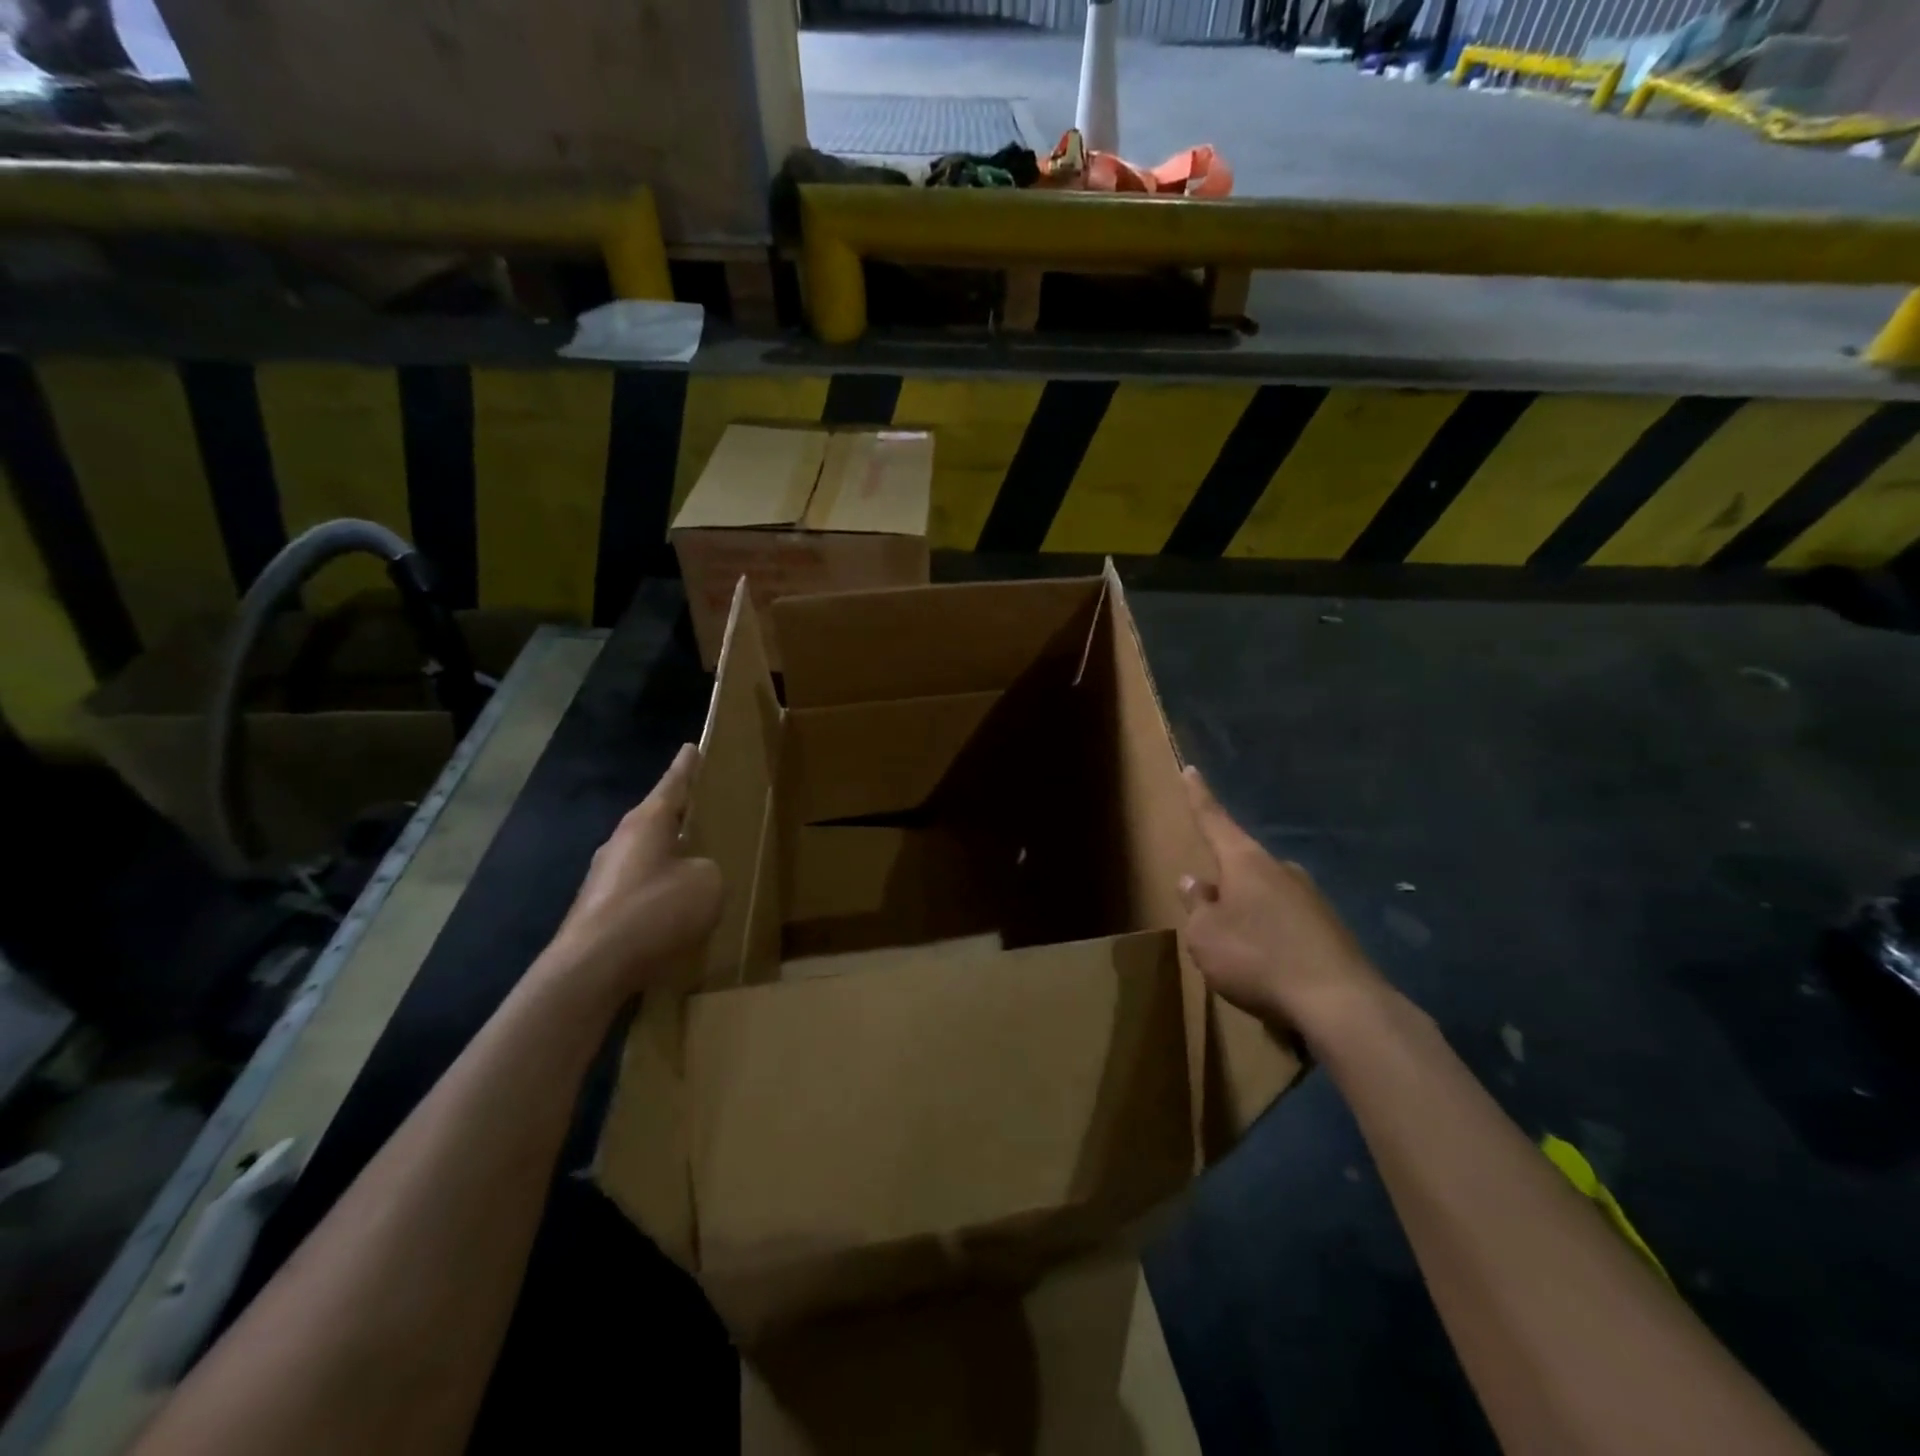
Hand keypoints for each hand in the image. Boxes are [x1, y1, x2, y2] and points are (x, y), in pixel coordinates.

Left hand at [543, 744, 720, 1002]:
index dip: (687, 766)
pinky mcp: (598, 907)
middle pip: (657, 818)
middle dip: (681, 815)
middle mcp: (622, 840)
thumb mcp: (709, 883)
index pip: (673, 783)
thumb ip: (710, 869)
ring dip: (670, 857)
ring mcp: (605, 875)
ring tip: (697, 866)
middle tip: (705, 810)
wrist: (591, 968)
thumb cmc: (655, 911)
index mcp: (649, 821)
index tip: (692, 747)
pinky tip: (675, 912)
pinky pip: (639, 888)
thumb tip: (695, 875)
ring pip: (647, 855)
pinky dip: (659, 891)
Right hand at [1178, 765, 1384, 1041]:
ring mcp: (1312, 898)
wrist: (1340, 1003)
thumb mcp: (1206, 935)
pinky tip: (1272, 969)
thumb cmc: (1257, 958)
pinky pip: (1289, 925)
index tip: (1191, 770)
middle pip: (1243, 866)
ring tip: (1240, 953)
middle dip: (1225, 884)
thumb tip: (1196, 882)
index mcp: (1245, 862)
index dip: (1199, 797)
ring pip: (1267, 898)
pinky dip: (1275, 939)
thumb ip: (1197, 906)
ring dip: (1251, 915)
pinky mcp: (1331, 929)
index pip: (1214, 820)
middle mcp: (1281, 870)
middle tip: (1211, 915)